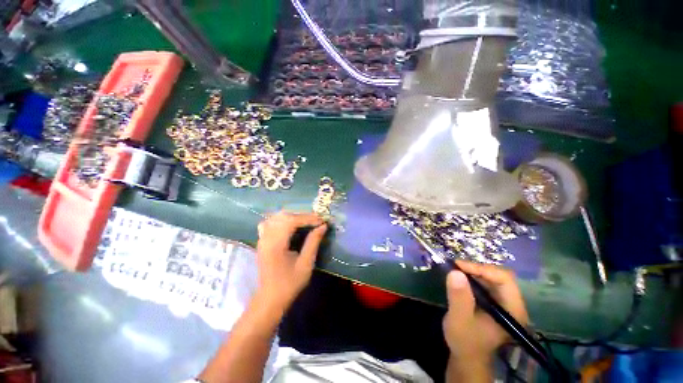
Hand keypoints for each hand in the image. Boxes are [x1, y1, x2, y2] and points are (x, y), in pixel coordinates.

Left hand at [255, 211, 326, 311]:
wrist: (270, 298)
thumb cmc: (290, 283)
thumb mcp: (306, 264)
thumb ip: (313, 242)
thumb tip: (323, 226)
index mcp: (276, 245)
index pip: (291, 221)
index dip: (307, 218)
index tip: (321, 220)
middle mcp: (266, 238)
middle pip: (284, 216)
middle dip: (302, 215)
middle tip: (316, 220)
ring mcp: (262, 239)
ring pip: (276, 216)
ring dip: (293, 215)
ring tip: (306, 220)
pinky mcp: (262, 241)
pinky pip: (270, 222)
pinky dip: (282, 219)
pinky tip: (289, 223)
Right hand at [443, 260, 527, 359]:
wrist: (467, 355)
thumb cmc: (465, 341)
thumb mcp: (459, 320)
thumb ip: (459, 298)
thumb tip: (455, 272)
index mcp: (513, 310)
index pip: (504, 280)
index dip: (482, 269)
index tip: (459, 266)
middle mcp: (512, 303)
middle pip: (499, 276)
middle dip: (476, 268)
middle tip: (454, 266)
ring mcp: (503, 302)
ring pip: (491, 277)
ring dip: (472, 271)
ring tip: (454, 269)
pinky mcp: (494, 301)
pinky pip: (485, 282)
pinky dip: (471, 276)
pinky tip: (459, 277)